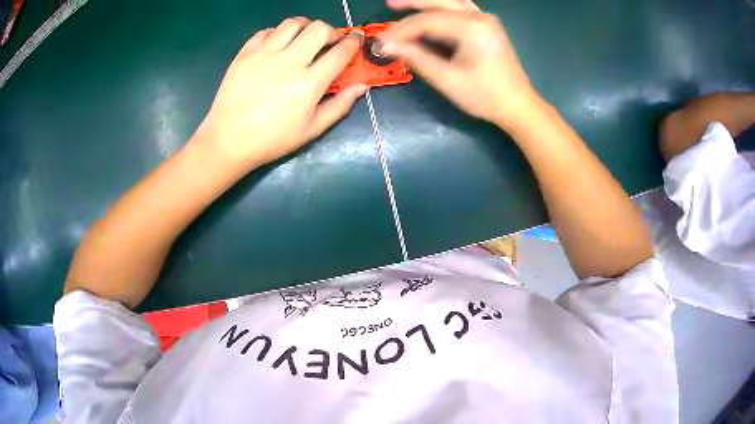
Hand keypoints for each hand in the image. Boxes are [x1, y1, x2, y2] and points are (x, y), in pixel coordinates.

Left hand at [192, 18, 366, 168]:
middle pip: (319, 28)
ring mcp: (264, 54)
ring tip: (303, 38)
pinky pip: (267, 31)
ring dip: (305, 27)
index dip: (353, 42)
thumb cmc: (272, 139)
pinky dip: (278, 34)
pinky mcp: (245, 53)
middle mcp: (289, 62)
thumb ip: (340, 106)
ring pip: (293, 23)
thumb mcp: (312, 130)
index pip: (340, 52)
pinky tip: (278, 46)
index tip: (356, 39)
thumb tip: (362, 86)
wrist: (228, 140)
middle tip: (328, 42)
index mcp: (309, 84)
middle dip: (331, 31)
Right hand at [380, 0, 541, 130]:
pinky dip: (442, 10)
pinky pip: (461, 9)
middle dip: (412, 3)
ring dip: (428, 3)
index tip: (382, 41)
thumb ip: (416, 57)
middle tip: (389, 5)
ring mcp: (486, 20)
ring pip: (451, 2)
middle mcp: (480, 17)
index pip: (427, 21)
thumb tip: (387, 45)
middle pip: (439, 3)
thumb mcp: (447, 79)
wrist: (518, 105)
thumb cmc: (485, 96)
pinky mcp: (488, 26)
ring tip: (404, 5)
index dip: (402, 30)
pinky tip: (431, 13)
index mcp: (471, 27)